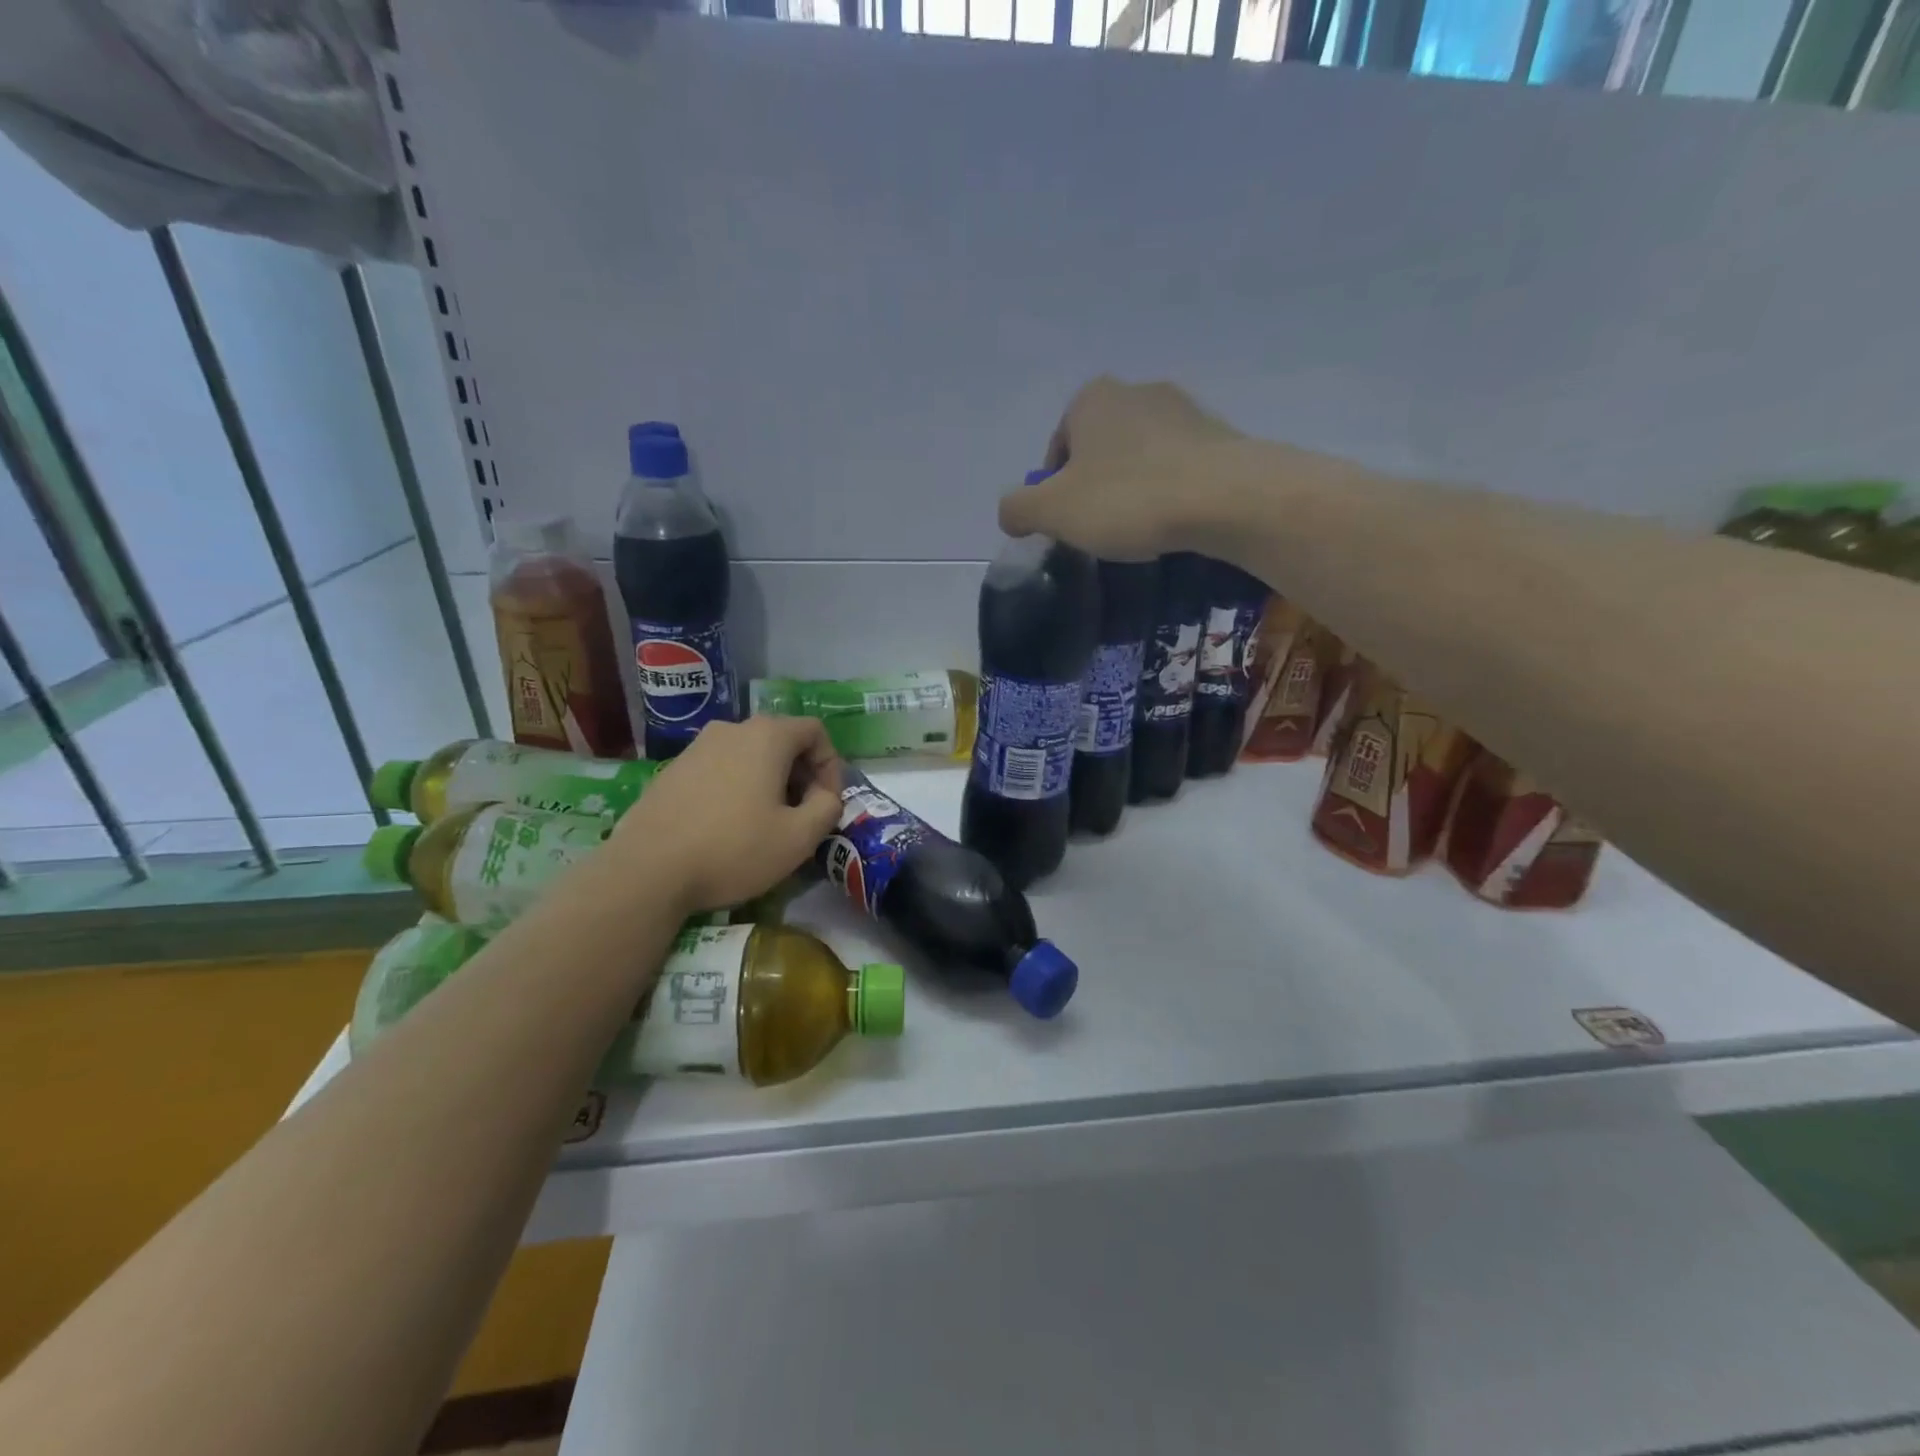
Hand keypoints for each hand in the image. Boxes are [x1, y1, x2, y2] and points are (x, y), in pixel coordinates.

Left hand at [612, 717, 842, 911]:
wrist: (647, 871)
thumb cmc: (734, 849)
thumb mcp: (799, 837)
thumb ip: (828, 807)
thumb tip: (825, 795)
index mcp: (767, 736)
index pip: (815, 730)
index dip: (831, 765)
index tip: (826, 803)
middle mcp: (731, 729)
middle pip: (782, 740)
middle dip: (801, 775)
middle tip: (801, 816)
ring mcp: (697, 747)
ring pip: (750, 755)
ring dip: (769, 782)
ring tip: (765, 824)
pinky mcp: (673, 770)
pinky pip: (721, 769)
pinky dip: (737, 788)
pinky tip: (728, 827)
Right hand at [998, 377, 1245, 558]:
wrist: (1226, 498)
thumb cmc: (1127, 499)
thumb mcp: (1052, 511)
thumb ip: (1018, 509)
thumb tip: (1010, 512)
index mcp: (1091, 399)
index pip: (1058, 447)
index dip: (1054, 489)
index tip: (1067, 523)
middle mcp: (1136, 391)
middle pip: (1099, 450)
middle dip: (1094, 487)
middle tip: (1100, 529)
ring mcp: (1183, 409)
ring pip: (1140, 457)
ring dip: (1133, 489)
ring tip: (1140, 529)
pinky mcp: (1220, 435)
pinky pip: (1178, 468)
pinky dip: (1169, 492)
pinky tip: (1173, 521)